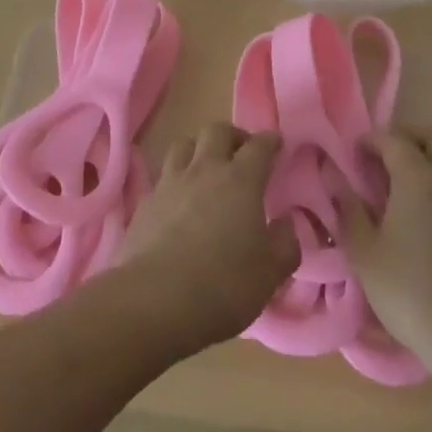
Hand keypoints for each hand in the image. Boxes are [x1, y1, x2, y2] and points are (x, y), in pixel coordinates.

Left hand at [117, 124, 299, 352]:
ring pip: (184, 144)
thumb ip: (285, 244)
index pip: (258, 147)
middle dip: (233, 135)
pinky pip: (163, 176)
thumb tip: (285, 224)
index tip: (276, 142)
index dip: (269, 141)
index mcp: (240, 181)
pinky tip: (178, 201)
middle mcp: (205, 170)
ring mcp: (171, 183)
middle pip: (217, 131)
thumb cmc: (224, 285)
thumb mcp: (270, 273)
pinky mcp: (145, 202)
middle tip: (241, 151)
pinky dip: (175, 180)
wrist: (155, 300)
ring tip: (206, 167)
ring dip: (199, 149)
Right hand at [340, 126, 431, 379]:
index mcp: (420, 180)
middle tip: (393, 156)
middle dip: (413, 136)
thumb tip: (336, 180)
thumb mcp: (366, 257)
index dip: (373, 140)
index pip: (394, 140)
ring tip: (426, 179)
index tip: (358, 152)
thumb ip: (349, 212)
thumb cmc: (414, 297)